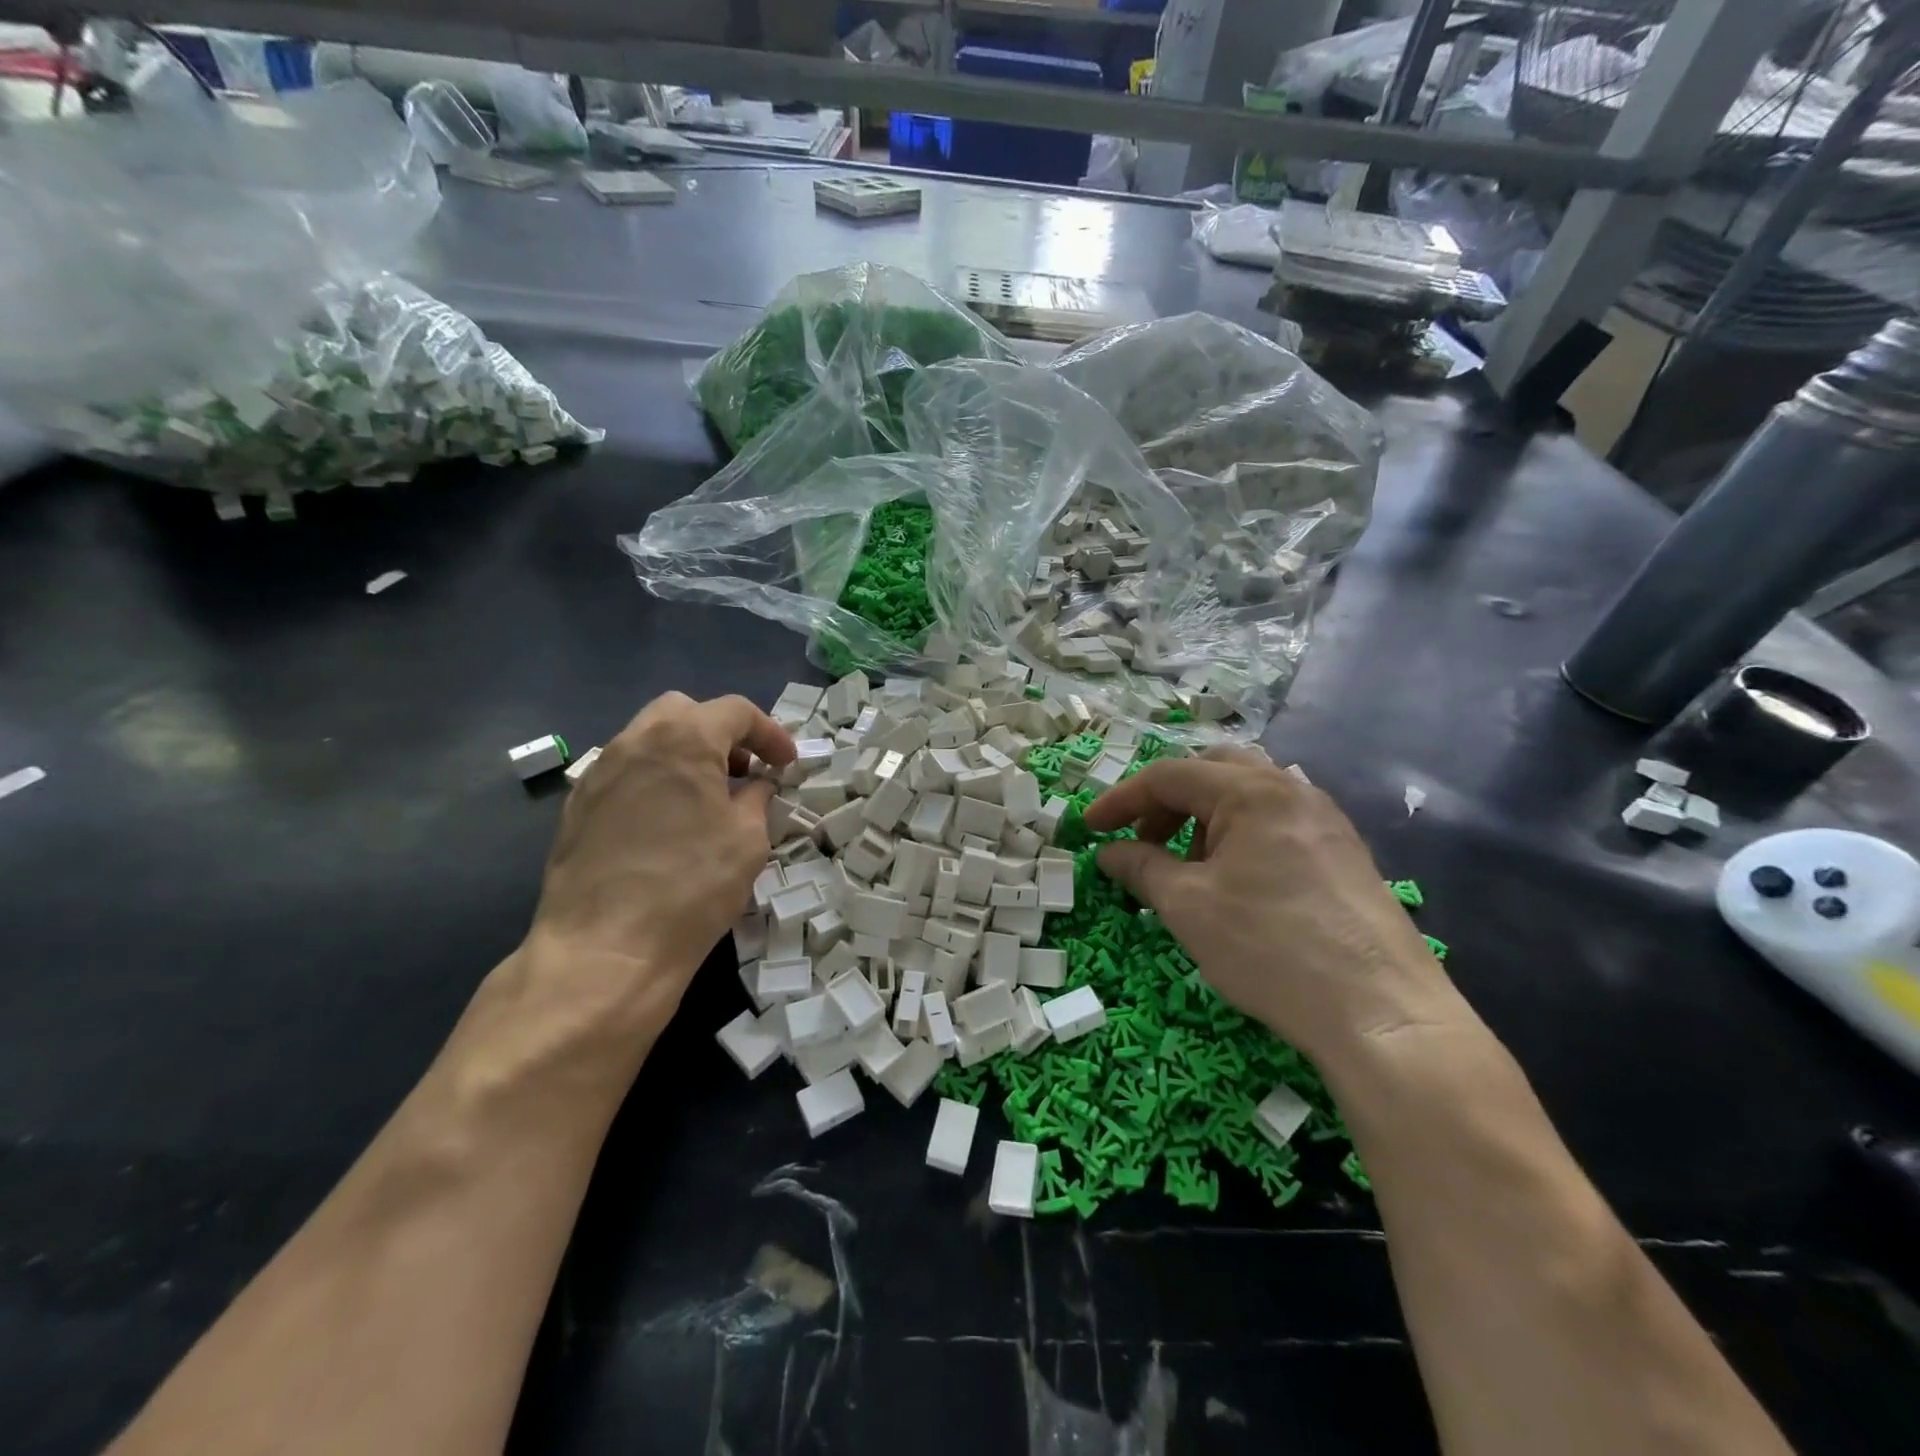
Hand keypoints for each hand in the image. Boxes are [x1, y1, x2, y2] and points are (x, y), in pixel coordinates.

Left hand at [527, 693, 793, 1023]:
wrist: (605, 949)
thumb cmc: (692, 887)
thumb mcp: (747, 839)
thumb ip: (756, 798)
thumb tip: (756, 786)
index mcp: (683, 739)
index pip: (735, 711)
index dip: (769, 733)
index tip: (786, 765)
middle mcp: (634, 741)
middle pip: (684, 712)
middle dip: (721, 732)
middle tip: (745, 770)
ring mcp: (599, 772)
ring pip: (649, 739)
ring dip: (685, 754)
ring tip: (708, 796)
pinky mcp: (577, 806)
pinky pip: (625, 772)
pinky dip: (655, 779)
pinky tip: (668, 821)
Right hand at [1082, 750, 1457, 1064]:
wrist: (1382, 1013)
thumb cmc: (1270, 948)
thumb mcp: (1188, 907)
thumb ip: (1142, 868)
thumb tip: (1111, 853)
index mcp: (1252, 792)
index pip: (1169, 776)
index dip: (1122, 800)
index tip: (1091, 830)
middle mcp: (1292, 790)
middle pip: (1212, 772)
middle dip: (1167, 802)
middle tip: (1143, 842)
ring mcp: (1325, 821)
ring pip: (1248, 796)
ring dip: (1204, 819)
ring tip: (1188, 869)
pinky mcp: (1344, 854)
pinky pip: (1277, 822)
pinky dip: (1240, 836)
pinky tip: (1236, 883)